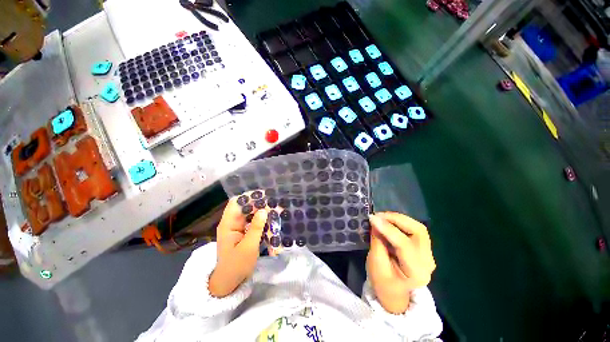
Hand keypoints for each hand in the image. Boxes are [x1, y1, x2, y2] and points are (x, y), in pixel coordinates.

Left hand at [209, 194, 268, 296]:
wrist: (229, 283)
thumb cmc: (236, 266)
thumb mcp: (248, 247)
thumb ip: (256, 228)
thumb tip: (263, 210)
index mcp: (228, 224)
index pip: (236, 203)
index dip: (248, 197)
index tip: (263, 196)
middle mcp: (232, 223)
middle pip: (245, 207)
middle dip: (258, 205)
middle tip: (273, 203)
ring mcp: (238, 228)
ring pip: (250, 214)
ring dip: (261, 213)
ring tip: (275, 210)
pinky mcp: (244, 233)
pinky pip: (253, 223)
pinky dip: (261, 221)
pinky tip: (271, 221)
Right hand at [366, 212, 435, 313]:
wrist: (395, 294)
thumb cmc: (383, 282)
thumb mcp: (376, 264)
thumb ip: (377, 241)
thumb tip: (376, 221)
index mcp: (416, 272)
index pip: (404, 245)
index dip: (388, 229)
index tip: (373, 218)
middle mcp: (427, 261)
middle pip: (418, 231)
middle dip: (397, 219)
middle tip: (379, 215)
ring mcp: (428, 254)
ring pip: (418, 228)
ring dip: (399, 219)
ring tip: (382, 217)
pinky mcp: (424, 248)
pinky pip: (415, 229)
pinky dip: (401, 222)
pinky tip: (389, 221)